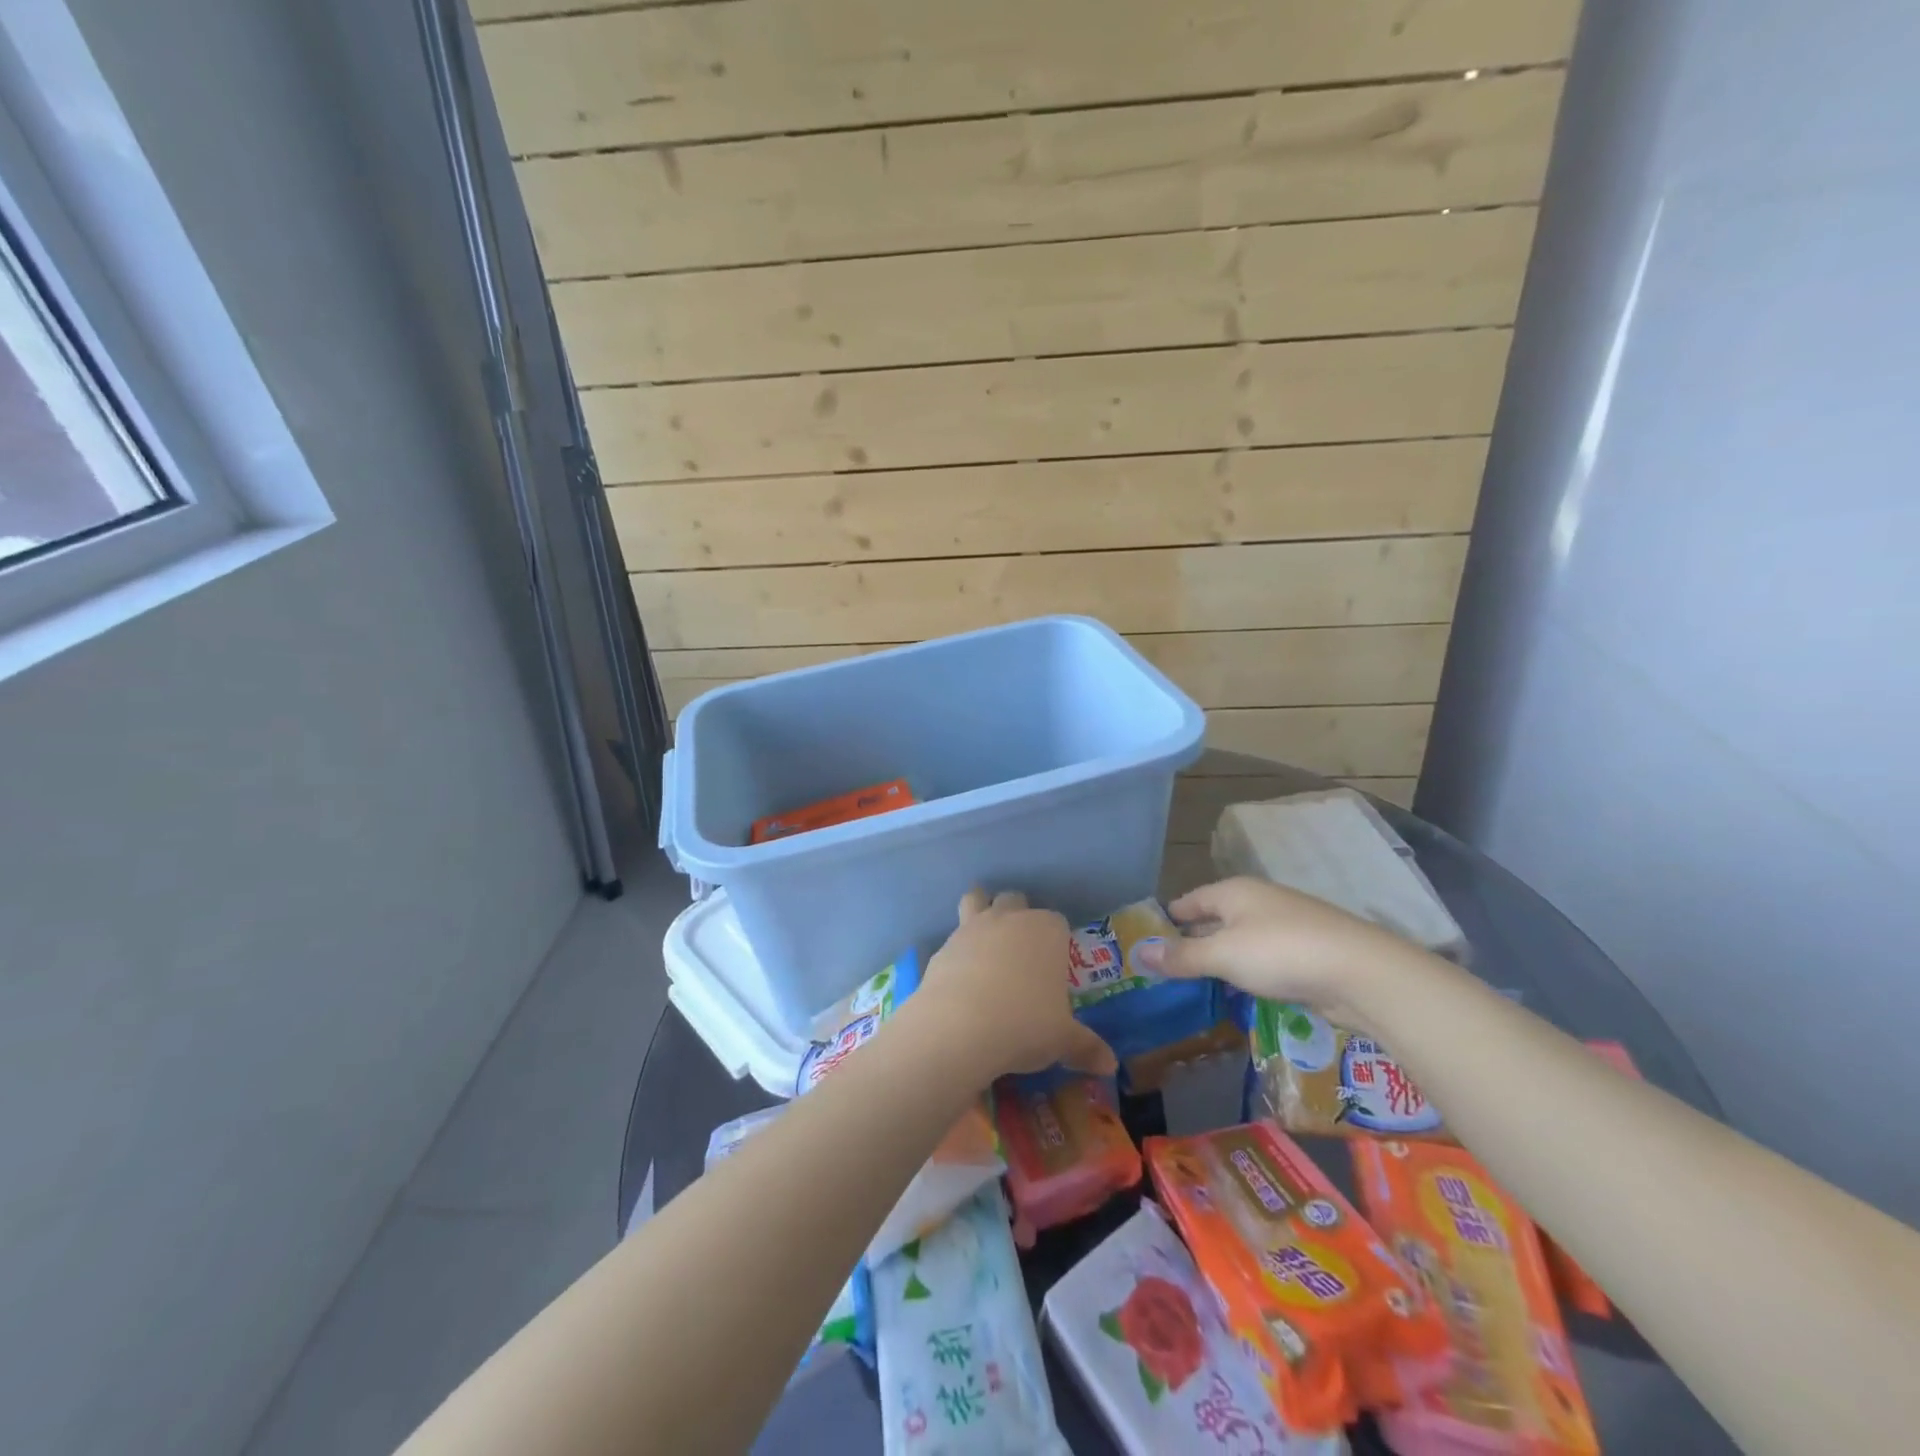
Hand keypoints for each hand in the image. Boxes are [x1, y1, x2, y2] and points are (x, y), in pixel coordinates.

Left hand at [913, 889, 1116, 1082]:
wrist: (959, 1027)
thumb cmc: (1025, 1024)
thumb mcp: (1063, 1040)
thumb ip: (1086, 1047)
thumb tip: (1109, 1065)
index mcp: (1046, 930)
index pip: (1057, 921)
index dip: (1057, 941)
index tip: (1055, 967)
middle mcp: (1009, 919)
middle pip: (1015, 900)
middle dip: (1019, 916)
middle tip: (1023, 954)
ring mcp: (972, 928)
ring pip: (976, 899)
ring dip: (981, 910)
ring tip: (985, 943)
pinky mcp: (942, 947)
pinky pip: (953, 939)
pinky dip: (958, 952)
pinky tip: (961, 980)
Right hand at [1135, 877, 1427, 1026]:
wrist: (1362, 973)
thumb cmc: (1281, 952)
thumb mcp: (1223, 955)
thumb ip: (1182, 956)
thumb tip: (1140, 954)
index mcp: (1234, 892)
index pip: (1190, 900)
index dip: (1168, 918)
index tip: (1147, 939)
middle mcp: (1258, 902)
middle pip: (1215, 919)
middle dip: (1192, 941)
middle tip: (1166, 968)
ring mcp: (1286, 926)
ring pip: (1241, 941)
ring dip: (1221, 959)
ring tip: (1196, 983)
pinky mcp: (1307, 953)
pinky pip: (1264, 959)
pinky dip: (1248, 972)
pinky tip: (1240, 991)